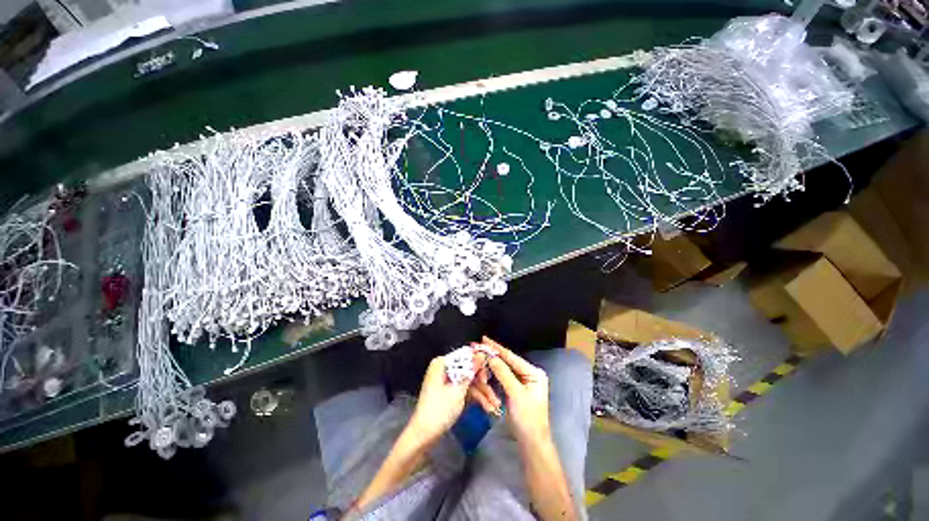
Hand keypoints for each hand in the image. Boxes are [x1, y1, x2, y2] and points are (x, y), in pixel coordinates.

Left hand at [408, 352, 488, 443]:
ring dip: (482, 393)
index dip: (479, 362)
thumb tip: (481, 353)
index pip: (465, 356)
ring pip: (469, 381)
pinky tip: (488, 407)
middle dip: (483, 383)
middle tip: (494, 393)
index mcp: (442, 363)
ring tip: (495, 405)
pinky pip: (465, 389)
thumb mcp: (458, 390)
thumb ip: (471, 371)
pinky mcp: (450, 391)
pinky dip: (475, 398)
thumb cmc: (439, 410)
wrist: (423, 436)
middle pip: (469, 370)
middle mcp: (444, 368)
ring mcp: (447, 381)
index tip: (492, 371)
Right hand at [482, 336, 550, 443]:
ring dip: (493, 362)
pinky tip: (486, 366)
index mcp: (534, 372)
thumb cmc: (527, 418)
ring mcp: (523, 381)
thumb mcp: (516, 394)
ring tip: (481, 353)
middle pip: (509, 361)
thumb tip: (492, 357)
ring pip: (505, 368)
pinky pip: (504, 376)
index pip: (512, 357)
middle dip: (494, 354)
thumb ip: (504, 374)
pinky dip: (495, 372)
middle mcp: (529, 374)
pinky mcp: (516, 389)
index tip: (485, 339)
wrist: (531, 442)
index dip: (498, 348)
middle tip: (480, 345)